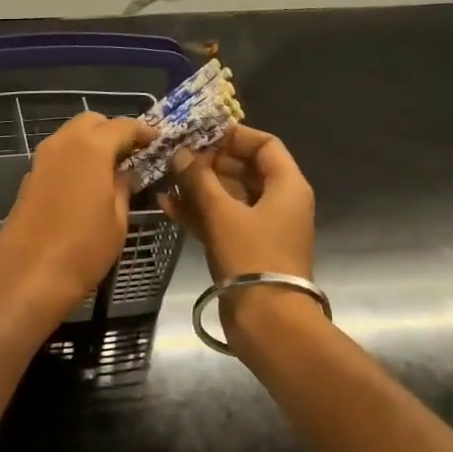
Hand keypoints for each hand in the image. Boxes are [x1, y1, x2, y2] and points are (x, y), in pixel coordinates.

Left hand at [0, 113, 153, 325]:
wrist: (28, 278)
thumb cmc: (83, 250)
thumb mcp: (118, 221)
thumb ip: (124, 188)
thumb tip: (126, 173)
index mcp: (90, 148)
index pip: (122, 126)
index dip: (143, 132)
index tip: (158, 143)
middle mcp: (62, 145)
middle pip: (90, 122)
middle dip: (112, 131)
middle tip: (132, 154)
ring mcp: (40, 162)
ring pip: (69, 137)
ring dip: (91, 144)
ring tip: (111, 170)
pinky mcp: (28, 181)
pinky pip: (56, 158)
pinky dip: (74, 160)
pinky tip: (86, 185)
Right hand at [160, 124, 315, 285]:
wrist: (266, 319)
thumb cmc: (251, 257)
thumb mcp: (222, 213)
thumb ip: (199, 180)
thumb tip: (181, 153)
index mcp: (287, 186)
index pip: (264, 145)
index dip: (233, 135)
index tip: (200, 133)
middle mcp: (277, 202)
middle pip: (244, 169)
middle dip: (208, 162)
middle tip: (176, 155)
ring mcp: (260, 228)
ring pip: (228, 197)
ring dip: (198, 187)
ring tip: (166, 177)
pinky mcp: (243, 249)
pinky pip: (220, 221)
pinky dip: (198, 212)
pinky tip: (167, 205)